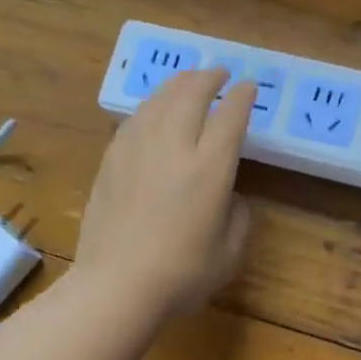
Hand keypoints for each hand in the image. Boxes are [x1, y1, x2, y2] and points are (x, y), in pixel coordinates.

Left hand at [76, 68, 256, 320]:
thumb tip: (231, 197)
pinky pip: (134, 119)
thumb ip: (239, 217)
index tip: (249, 87)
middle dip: (209, 78)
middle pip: (191, 94)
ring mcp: (137, 149)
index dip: (242, 97)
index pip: (230, 116)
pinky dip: (150, 106)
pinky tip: (153, 111)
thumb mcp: (229, 253)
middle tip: (219, 73)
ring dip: (178, 84)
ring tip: (188, 81)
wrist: (116, 286)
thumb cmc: (180, 275)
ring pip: (159, 100)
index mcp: (209, 168)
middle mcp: (174, 146)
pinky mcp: (111, 160)